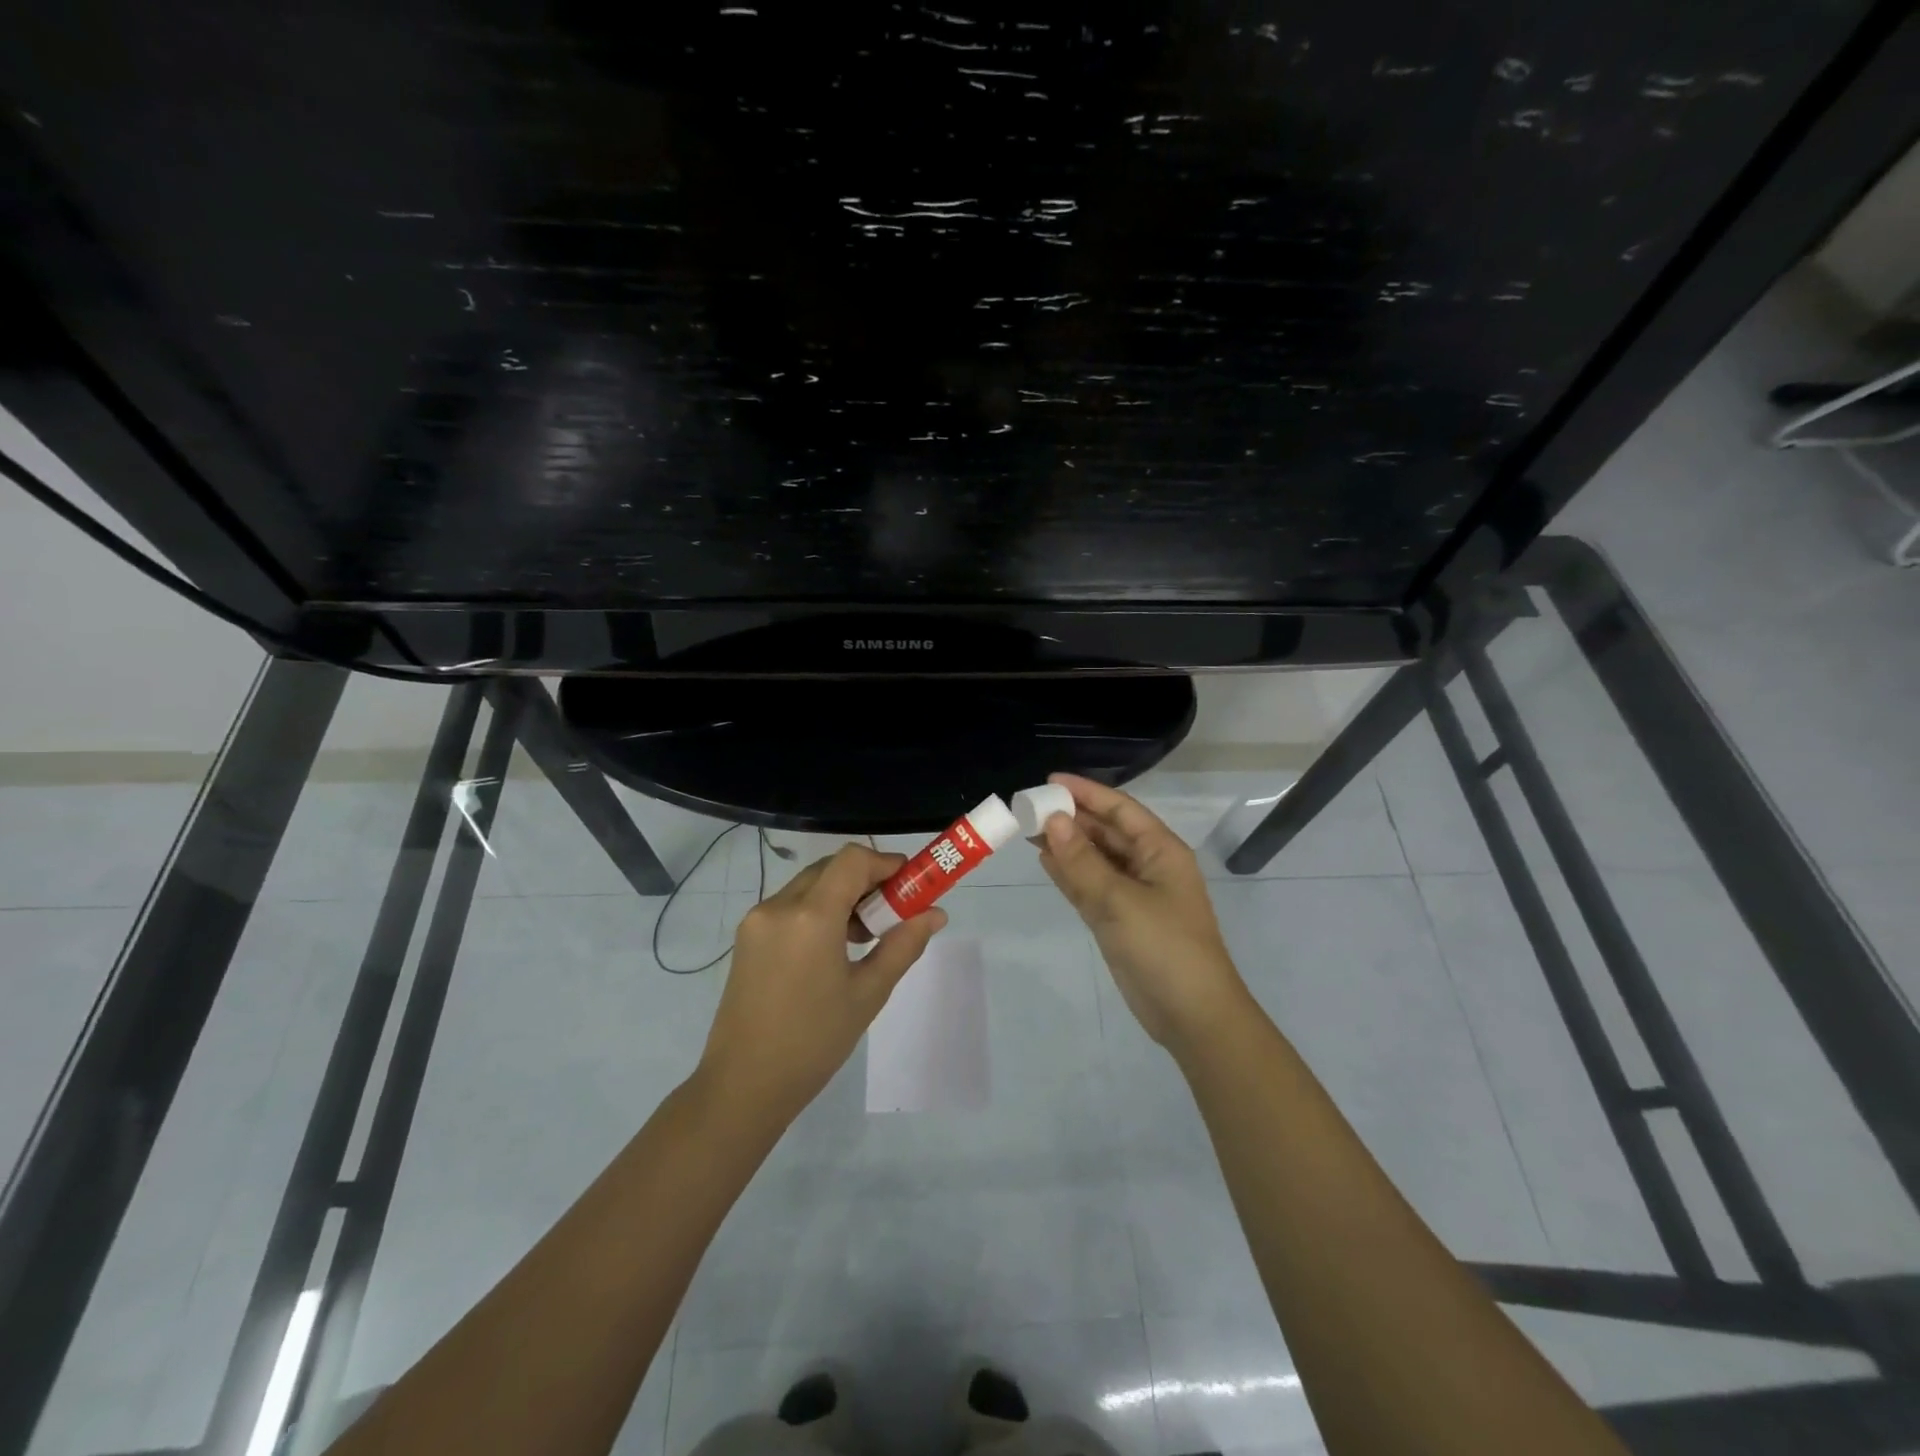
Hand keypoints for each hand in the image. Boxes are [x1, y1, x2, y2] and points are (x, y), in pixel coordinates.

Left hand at [697, 843, 946, 1124]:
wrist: (743, 1085)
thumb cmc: (814, 1042)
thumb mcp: (868, 993)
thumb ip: (903, 945)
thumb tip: (935, 914)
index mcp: (811, 916)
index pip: (853, 860)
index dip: (885, 863)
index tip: (909, 885)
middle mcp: (779, 905)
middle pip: (831, 868)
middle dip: (866, 880)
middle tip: (892, 913)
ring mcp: (757, 919)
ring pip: (810, 884)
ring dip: (842, 895)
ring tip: (864, 937)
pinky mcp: (747, 936)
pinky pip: (790, 905)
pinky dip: (818, 910)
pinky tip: (832, 948)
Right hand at [1038, 773, 1248, 1055]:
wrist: (1191, 1016)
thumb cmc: (1163, 947)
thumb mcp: (1120, 901)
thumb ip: (1082, 861)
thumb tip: (1053, 820)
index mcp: (1161, 851)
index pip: (1119, 809)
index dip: (1086, 792)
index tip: (1048, 782)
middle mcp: (1147, 866)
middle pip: (1105, 831)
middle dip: (1070, 818)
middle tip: (1028, 808)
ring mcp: (1133, 894)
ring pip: (1094, 859)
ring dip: (1065, 845)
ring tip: (1028, 829)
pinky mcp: (1119, 919)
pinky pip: (1090, 886)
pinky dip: (1069, 873)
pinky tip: (1044, 861)